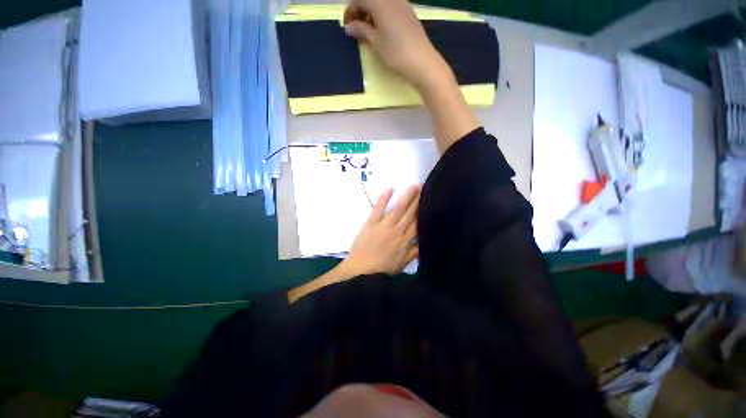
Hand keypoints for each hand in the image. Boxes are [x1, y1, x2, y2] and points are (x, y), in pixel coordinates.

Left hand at [342, 186, 419, 275]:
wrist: (362, 272)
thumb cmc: (383, 270)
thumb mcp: (403, 264)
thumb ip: (414, 252)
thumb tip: (425, 241)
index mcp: (405, 241)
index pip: (417, 222)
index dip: (424, 211)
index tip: (430, 201)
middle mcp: (397, 230)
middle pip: (410, 213)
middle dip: (418, 200)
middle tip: (424, 187)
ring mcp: (384, 225)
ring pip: (398, 209)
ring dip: (406, 197)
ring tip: (414, 186)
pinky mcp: (371, 223)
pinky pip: (378, 208)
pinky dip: (384, 198)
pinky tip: (390, 189)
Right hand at [343, 0, 450, 91]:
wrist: (421, 61)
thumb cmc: (395, 52)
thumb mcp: (375, 42)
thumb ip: (361, 30)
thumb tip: (349, 27)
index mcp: (380, 2)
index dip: (350, 11)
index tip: (346, 26)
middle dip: (360, 10)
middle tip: (356, 27)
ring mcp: (402, 4)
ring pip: (381, 2)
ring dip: (371, 12)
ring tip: (368, 30)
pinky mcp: (409, 13)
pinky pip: (391, 6)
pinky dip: (382, 14)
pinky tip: (382, 29)